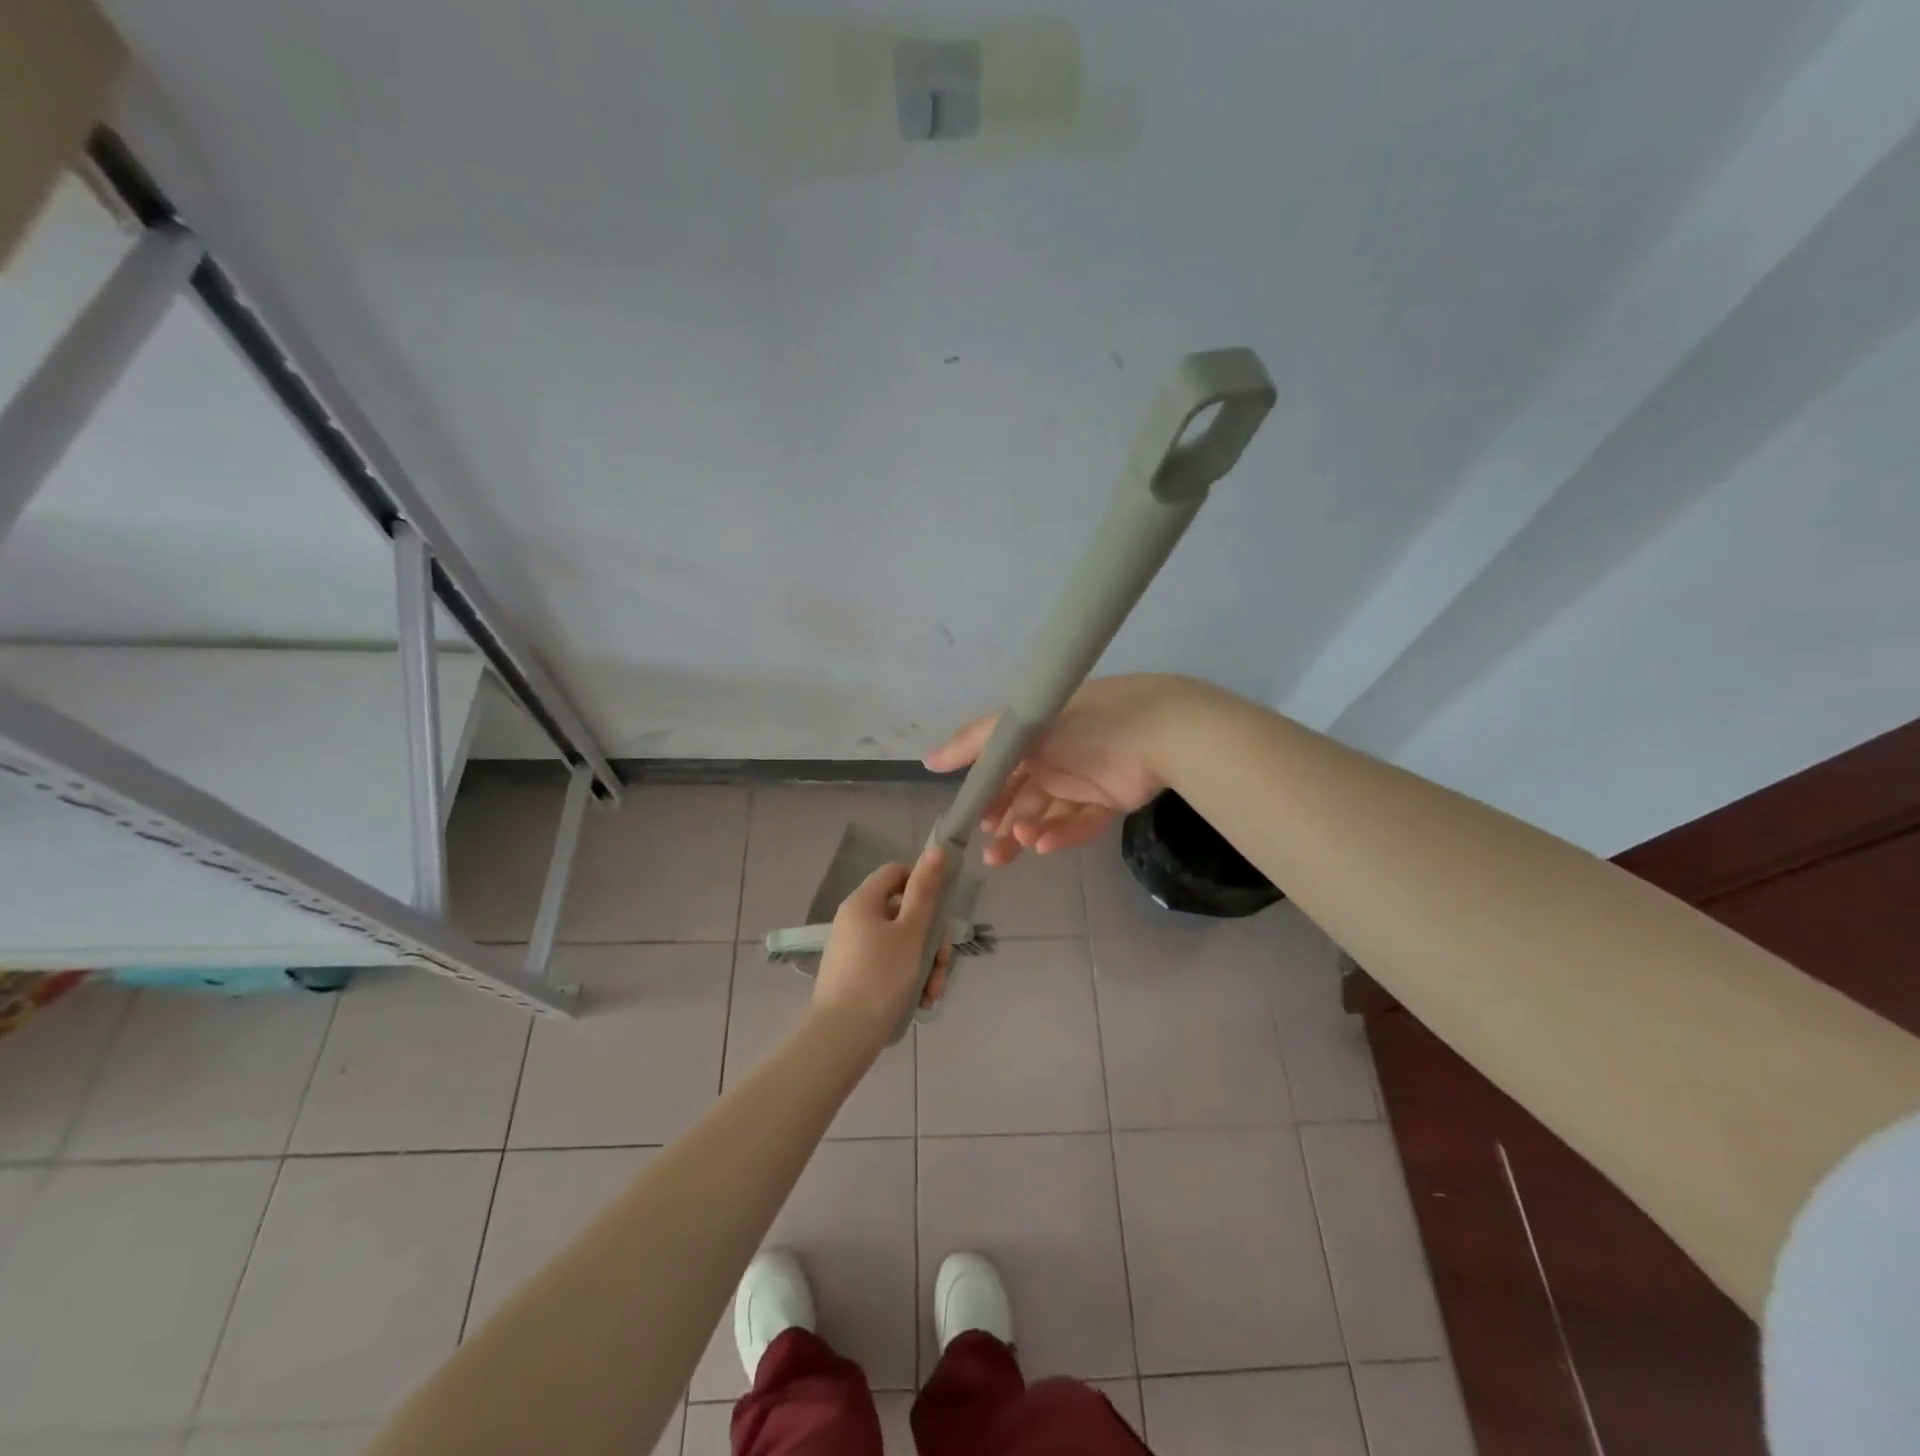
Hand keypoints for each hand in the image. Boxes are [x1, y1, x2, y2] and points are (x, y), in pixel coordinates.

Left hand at [813, 845, 953, 1041]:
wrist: (842, 1038)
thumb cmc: (880, 978)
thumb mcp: (911, 933)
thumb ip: (926, 891)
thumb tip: (937, 849)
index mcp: (863, 902)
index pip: (896, 872)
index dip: (922, 882)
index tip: (942, 909)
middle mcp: (854, 920)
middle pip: (904, 913)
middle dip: (932, 939)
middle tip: (943, 964)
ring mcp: (854, 949)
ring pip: (902, 944)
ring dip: (926, 964)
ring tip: (933, 993)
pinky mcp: (856, 975)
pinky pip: (890, 965)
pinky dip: (909, 978)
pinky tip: (921, 1002)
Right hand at [923, 674, 1196, 865]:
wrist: (1160, 732)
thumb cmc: (1083, 723)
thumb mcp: (1020, 727)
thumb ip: (973, 743)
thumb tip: (927, 761)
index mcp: (1035, 734)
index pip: (1002, 768)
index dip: (987, 795)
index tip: (972, 820)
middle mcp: (1057, 755)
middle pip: (1023, 796)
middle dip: (1004, 824)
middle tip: (990, 853)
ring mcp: (1085, 779)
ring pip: (1048, 813)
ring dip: (1029, 831)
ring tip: (1018, 846)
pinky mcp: (1110, 800)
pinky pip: (1080, 823)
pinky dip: (1061, 835)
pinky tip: (1043, 846)